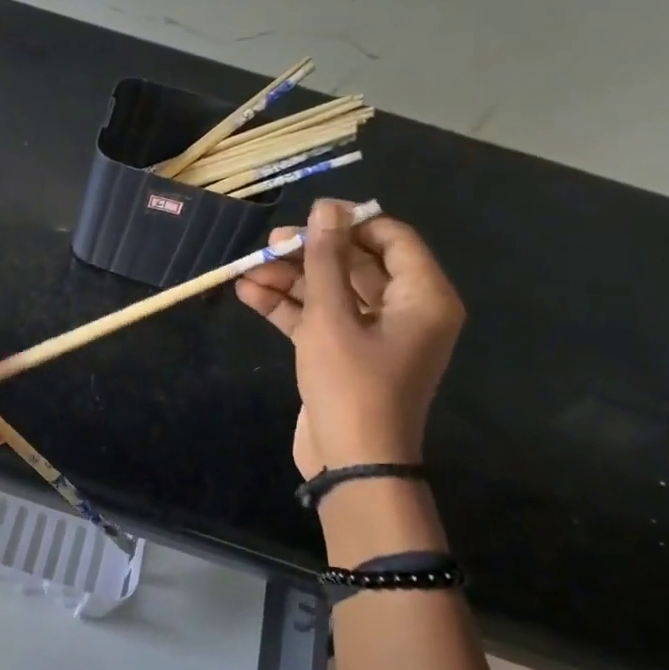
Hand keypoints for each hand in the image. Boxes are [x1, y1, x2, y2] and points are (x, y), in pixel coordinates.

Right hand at [236, 199, 462, 477]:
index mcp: (423, 297)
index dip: (350, 224)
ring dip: (290, 281)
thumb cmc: (351, 385)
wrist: (351, 463)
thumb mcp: (332, 318)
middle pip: (356, 265)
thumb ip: (325, 260)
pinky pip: (319, 319)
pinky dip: (287, 308)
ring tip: (246, 270)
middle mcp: (405, 311)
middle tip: (267, 245)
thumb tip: (326, 206)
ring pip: (331, 292)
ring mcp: (373, 335)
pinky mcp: (344, 355)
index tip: (307, 220)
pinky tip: (249, 293)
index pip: (392, 238)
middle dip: (309, 254)